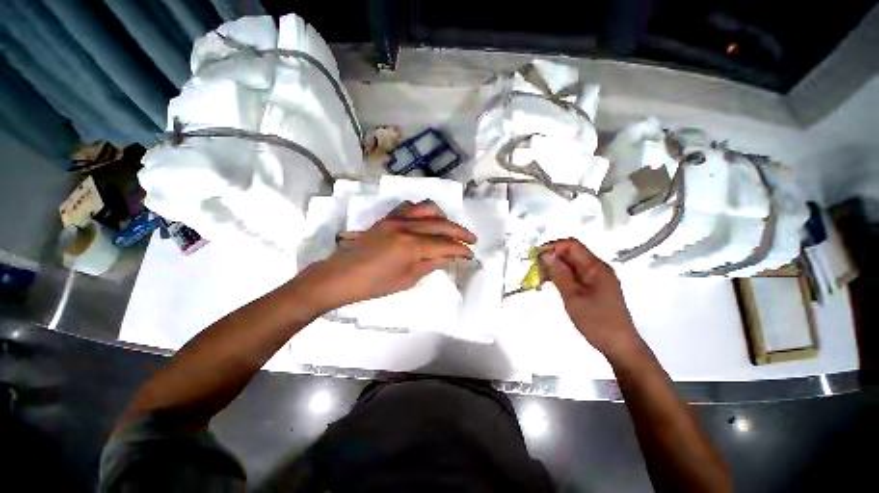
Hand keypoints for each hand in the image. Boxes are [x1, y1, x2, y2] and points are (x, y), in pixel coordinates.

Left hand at [295, 200, 476, 311]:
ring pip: (427, 209)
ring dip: (442, 218)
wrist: (340, 276)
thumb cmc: (374, 285)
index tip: (471, 254)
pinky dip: (422, 212)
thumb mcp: (407, 280)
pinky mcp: (386, 218)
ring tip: (449, 229)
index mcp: (412, 246)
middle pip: (441, 224)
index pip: (445, 244)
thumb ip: (430, 264)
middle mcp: (406, 227)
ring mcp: (395, 219)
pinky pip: (409, 207)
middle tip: (472, 240)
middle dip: (460, 232)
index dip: (461, 249)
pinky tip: (424, 221)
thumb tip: (448, 256)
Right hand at [539, 238, 641, 360]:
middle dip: (552, 258)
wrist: (620, 346)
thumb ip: (559, 274)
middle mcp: (598, 268)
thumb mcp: (573, 297)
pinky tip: (551, 284)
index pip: (572, 245)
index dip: (552, 247)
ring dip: (555, 268)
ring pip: (572, 264)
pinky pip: (575, 275)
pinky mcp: (595, 287)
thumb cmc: (597, 321)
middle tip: (535, 270)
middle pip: (572, 253)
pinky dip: (562, 276)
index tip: (536, 257)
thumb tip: (545, 255)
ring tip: (539, 278)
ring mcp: (597, 278)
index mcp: (596, 267)